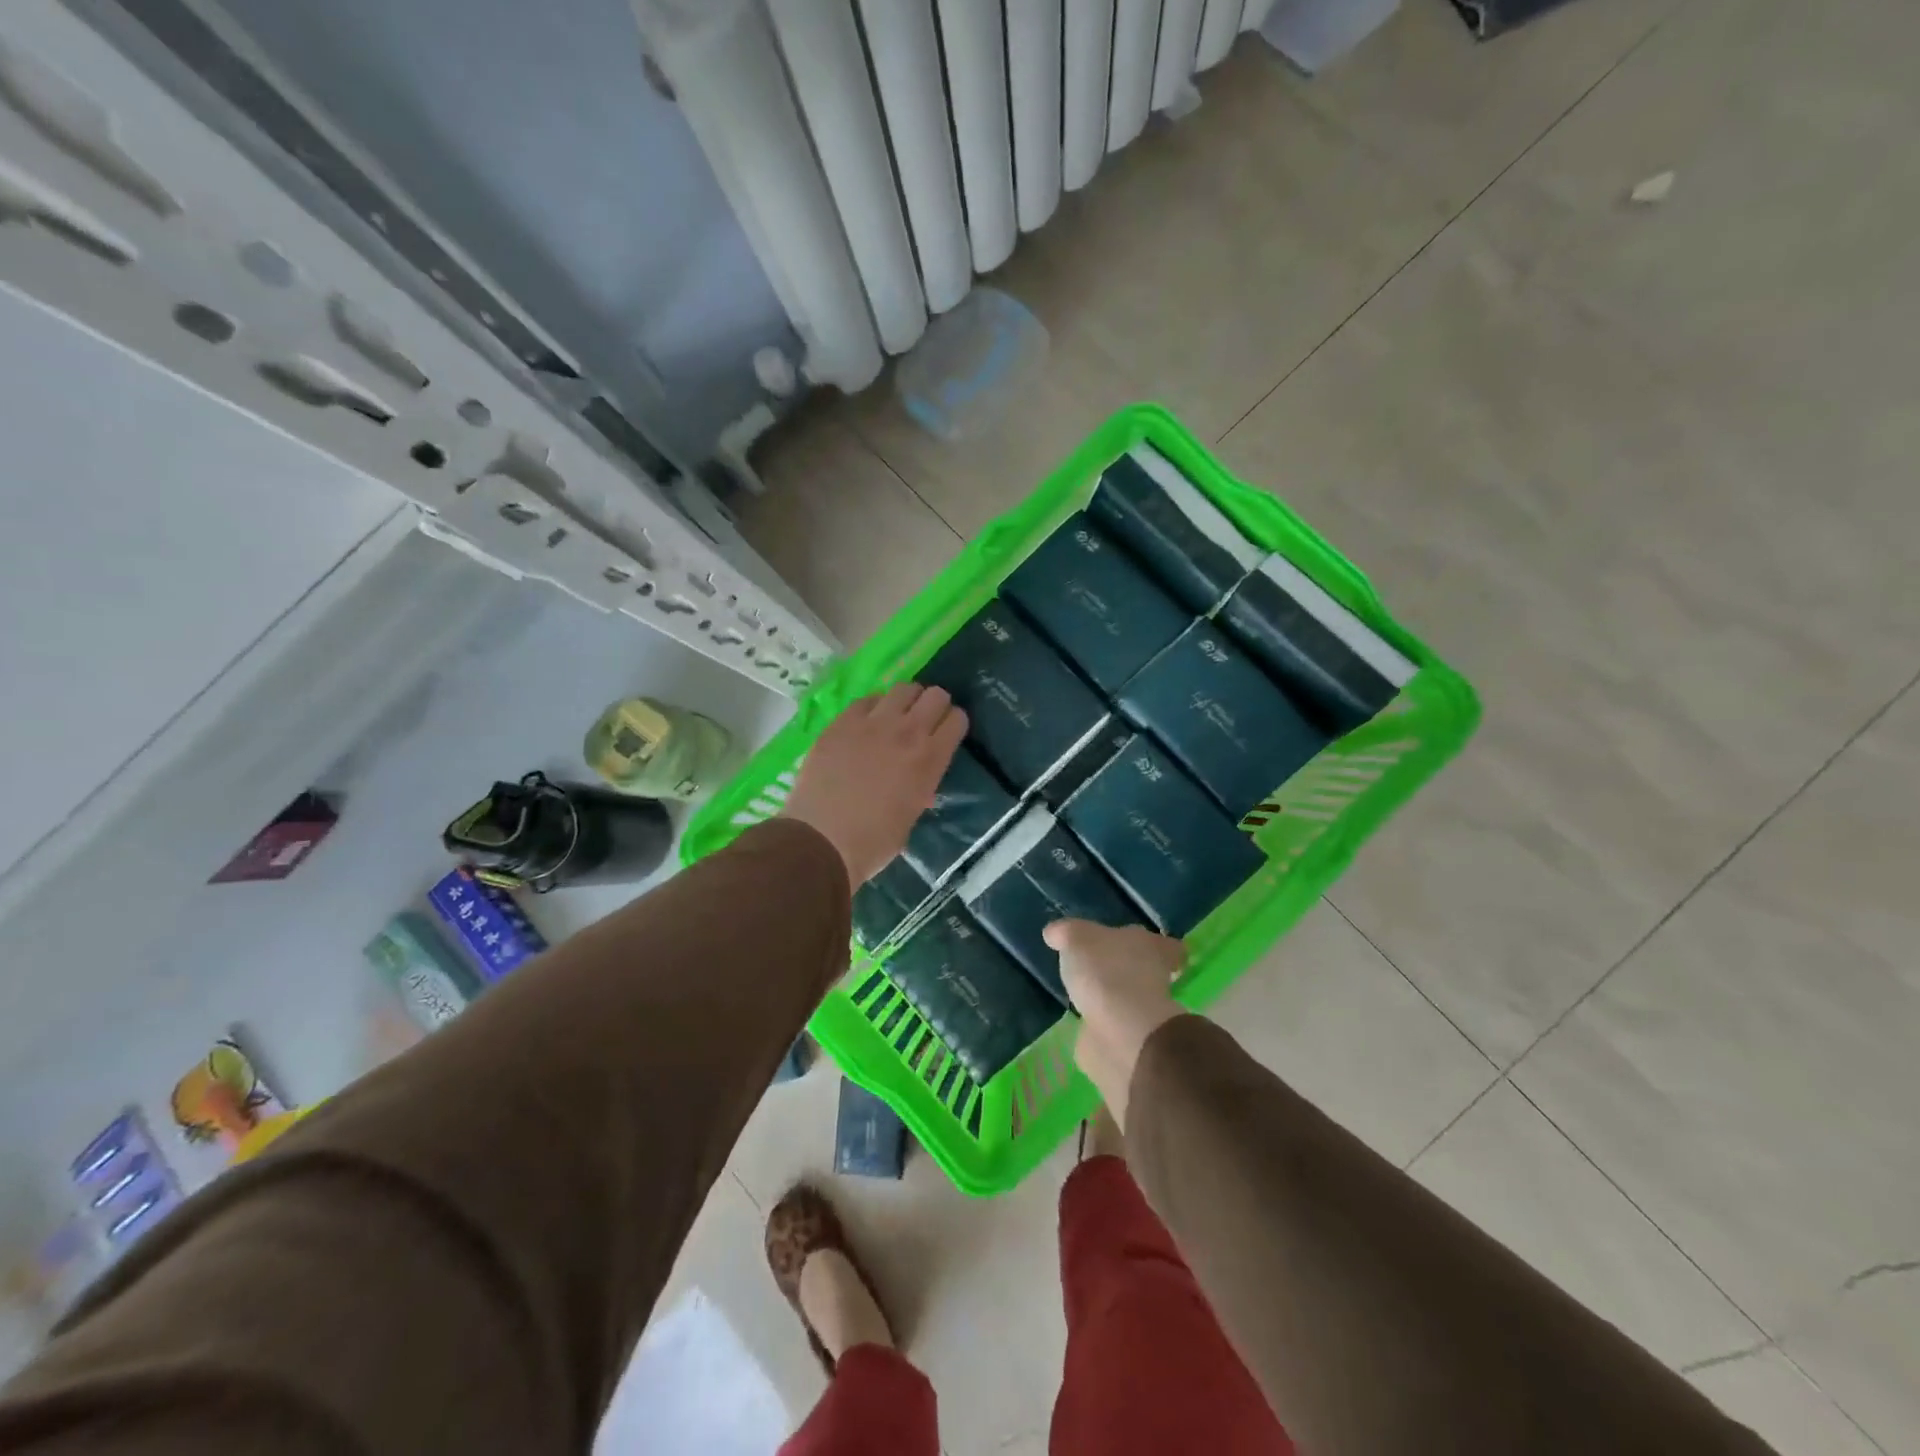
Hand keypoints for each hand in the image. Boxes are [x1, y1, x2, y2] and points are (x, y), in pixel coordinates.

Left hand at [782, 684, 966, 885]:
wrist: (823, 840)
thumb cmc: (873, 841)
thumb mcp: (912, 815)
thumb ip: (921, 787)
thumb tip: (921, 781)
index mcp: (931, 759)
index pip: (957, 719)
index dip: (953, 723)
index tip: (946, 732)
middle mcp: (908, 732)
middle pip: (935, 695)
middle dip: (934, 705)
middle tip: (924, 720)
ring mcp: (873, 723)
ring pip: (903, 689)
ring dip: (906, 700)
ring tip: (896, 715)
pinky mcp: (842, 722)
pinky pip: (867, 700)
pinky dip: (873, 707)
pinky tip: (866, 723)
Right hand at [1046, 920, 1185, 1128]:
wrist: (1120, 1032)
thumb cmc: (1105, 971)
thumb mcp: (1076, 937)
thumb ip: (1066, 932)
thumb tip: (1055, 933)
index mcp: (1151, 947)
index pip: (1163, 945)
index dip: (1150, 946)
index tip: (1131, 947)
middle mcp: (1156, 978)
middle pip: (1146, 970)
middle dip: (1125, 970)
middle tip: (1098, 967)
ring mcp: (1144, 1012)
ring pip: (1130, 998)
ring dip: (1112, 997)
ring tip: (1085, 993)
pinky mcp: (1129, 1040)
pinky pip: (1114, 1025)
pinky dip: (1101, 1024)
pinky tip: (1082, 1020)